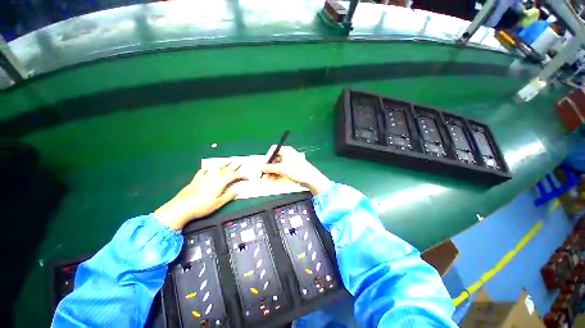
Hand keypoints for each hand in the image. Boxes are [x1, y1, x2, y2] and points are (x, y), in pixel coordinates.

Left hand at [154, 163, 247, 229]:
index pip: (234, 176)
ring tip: (228, 161)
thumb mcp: (218, 203)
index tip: (247, 177)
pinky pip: (203, 170)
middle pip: (226, 169)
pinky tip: (209, 167)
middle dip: (234, 166)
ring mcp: (204, 176)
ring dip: (223, 164)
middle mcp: (213, 176)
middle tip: (240, 162)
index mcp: (220, 182)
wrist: (181, 207)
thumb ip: (229, 196)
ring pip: (216, 167)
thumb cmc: (202, 206)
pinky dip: (208, 167)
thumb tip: (239, 191)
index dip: (242, 175)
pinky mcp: (196, 179)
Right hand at [262, 146, 330, 194]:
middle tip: (264, 174)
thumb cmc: (296, 170)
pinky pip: (282, 170)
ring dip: (272, 172)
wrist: (310, 178)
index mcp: (286, 150)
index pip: (273, 150)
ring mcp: (290, 162)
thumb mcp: (281, 169)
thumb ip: (269, 168)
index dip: (268, 157)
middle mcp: (288, 155)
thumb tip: (261, 168)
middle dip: (269, 167)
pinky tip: (273, 179)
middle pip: (275, 159)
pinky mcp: (292, 169)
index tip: (264, 165)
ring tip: (268, 179)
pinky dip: (277, 174)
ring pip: (278, 166)